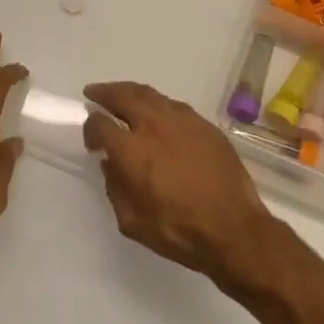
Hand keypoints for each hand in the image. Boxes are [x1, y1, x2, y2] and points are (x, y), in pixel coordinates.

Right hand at [83, 82, 281, 285]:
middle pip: (124, 96)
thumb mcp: (132, 221)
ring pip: (151, 94)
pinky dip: (158, 104)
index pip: (101, 125)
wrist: (233, 227)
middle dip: (105, 93)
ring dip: (131, 92)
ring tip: (122, 95)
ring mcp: (183, 120)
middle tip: (94, 93)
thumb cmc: (178, 230)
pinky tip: (156, 112)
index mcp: (132, 151)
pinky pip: (174, 105)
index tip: (92, 137)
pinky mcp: (205, 124)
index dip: (90, 127)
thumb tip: (110, 163)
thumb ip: (115, 187)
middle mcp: (155, 126)